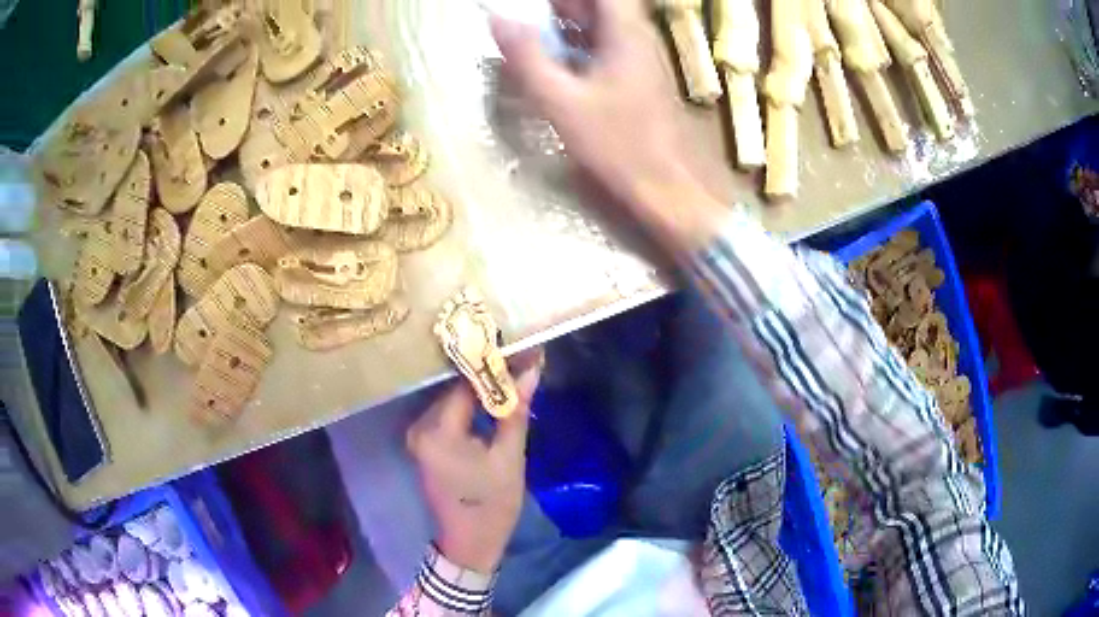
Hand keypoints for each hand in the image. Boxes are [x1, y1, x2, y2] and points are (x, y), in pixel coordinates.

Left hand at [406, 351, 543, 572]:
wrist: (470, 543)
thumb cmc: (492, 504)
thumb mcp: (509, 457)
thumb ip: (515, 410)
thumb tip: (531, 368)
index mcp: (436, 432)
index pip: (465, 384)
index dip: (494, 366)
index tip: (522, 352)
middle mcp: (419, 427)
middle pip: (456, 390)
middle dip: (489, 376)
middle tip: (522, 362)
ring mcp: (418, 436)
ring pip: (453, 400)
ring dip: (481, 391)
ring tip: (514, 376)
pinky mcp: (425, 443)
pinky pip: (449, 415)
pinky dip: (471, 407)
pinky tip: (493, 400)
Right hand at [490, 0, 727, 255]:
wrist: (663, 185)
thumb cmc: (616, 144)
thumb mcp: (561, 101)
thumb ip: (528, 58)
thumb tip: (497, 19)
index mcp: (625, 34)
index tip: (537, 6)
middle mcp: (637, 38)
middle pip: (602, 5)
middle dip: (564, 6)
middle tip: (528, 17)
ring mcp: (640, 58)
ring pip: (604, 24)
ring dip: (570, 23)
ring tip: (535, 32)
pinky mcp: (637, 77)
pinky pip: (606, 45)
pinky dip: (580, 43)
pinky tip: (557, 60)